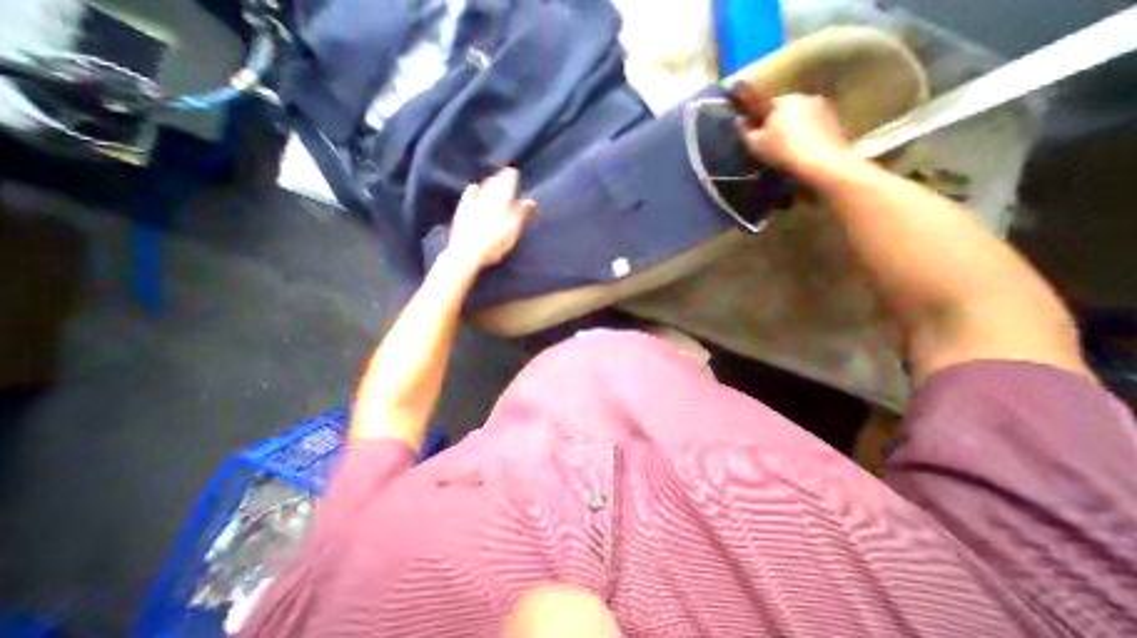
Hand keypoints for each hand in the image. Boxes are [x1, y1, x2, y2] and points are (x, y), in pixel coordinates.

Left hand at [445, 166, 538, 268]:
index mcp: (501, 203)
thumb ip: (521, 215)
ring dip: (489, 182)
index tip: (514, 171)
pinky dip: (473, 189)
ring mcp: (473, 204)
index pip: (506, 185)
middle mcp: (487, 199)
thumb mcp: (512, 232)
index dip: (511, 177)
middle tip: (505, 172)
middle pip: (494, 185)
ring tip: (494, 178)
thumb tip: (531, 201)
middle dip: (500, 177)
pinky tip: (474, 186)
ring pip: (483, 188)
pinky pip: (468, 195)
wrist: (466, 253)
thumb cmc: (494, 245)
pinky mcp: (463, 211)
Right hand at [739, 93, 861, 185]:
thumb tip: (738, 119)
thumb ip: (744, 131)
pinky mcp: (833, 118)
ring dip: (793, 127)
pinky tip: (802, 148)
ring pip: (800, 115)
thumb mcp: (755, 145)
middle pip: (784, 109)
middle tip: (770, 142)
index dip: (758, 119)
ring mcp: (822, 106)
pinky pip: (813, 123)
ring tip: (788, 146)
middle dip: (777, 122)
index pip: (765, 104)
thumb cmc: (781, 151)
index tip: (755, 133)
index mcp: (783, 100)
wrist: (819, 161)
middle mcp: (804, 96)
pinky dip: (806, 132)